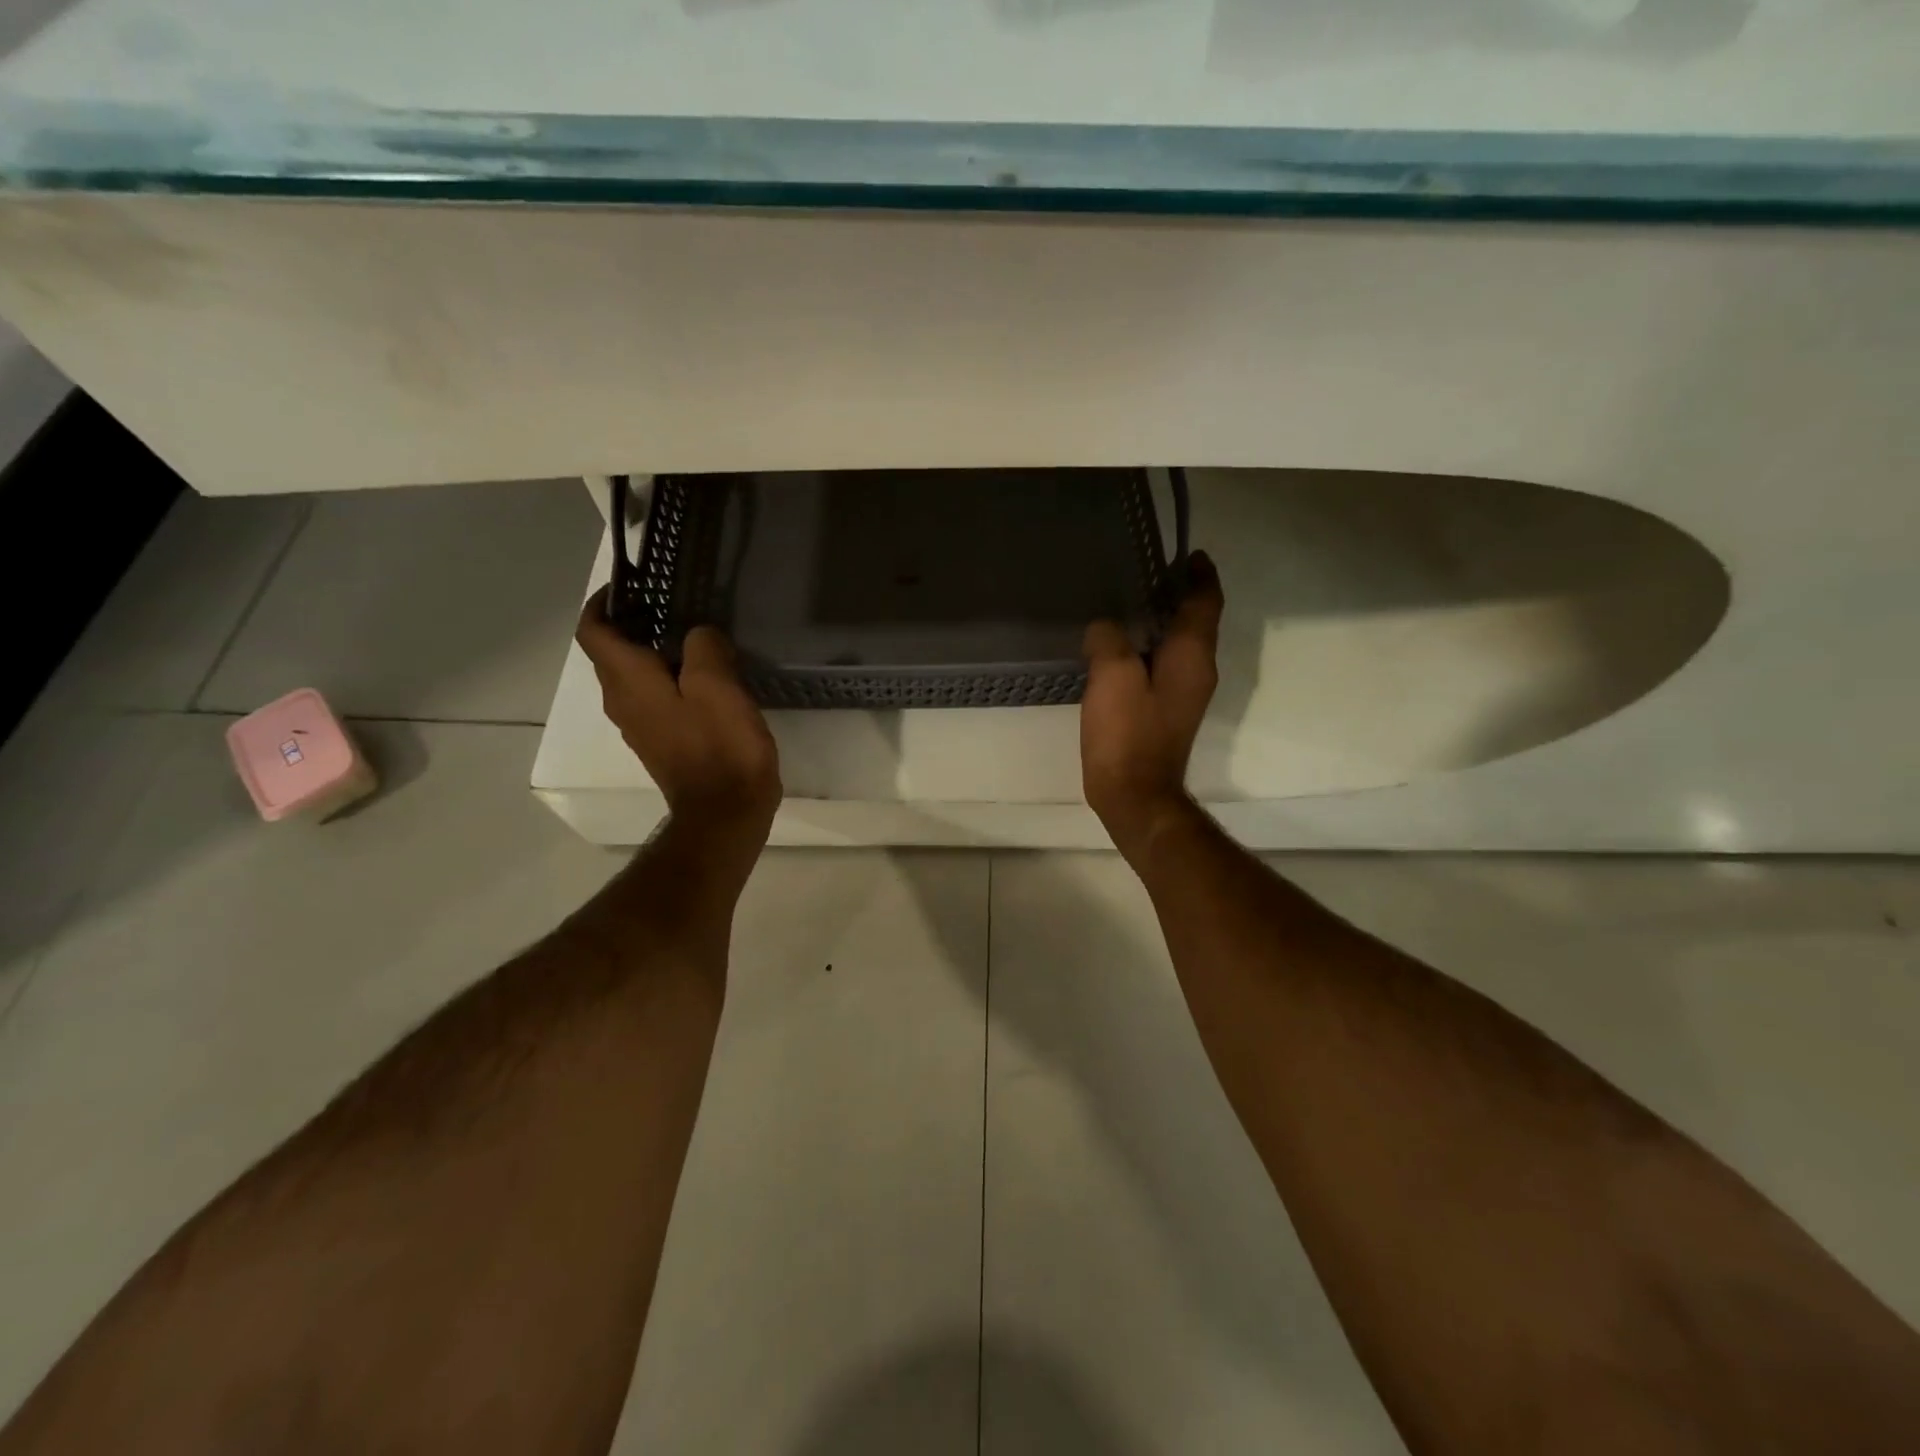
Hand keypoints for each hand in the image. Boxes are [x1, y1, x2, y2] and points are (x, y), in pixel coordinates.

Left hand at [576, 588, 781, 836]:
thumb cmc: (720, 747)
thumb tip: (697, 634)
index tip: (633, 584)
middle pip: (610, 652)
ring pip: (632, 675)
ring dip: (651, 650)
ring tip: (694, 634)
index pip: (592, 631)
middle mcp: (622, 701)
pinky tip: (704, 675)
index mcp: (628, 681)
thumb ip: (703, 648)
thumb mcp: (717, 686)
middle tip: (674, 603)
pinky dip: (666, 676)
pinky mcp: (661, 742)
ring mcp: (640, 725)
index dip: (603, 602)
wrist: (725, 812)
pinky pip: (652, 697)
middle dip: (633, 622)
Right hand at [1081, 552, 1223, 862]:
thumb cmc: (1128, 733)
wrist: (1135, 795)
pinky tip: (1118, 648)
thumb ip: (1109, 639)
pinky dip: (1148, 648)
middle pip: (1196, 622)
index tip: (1188, 554)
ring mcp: (1184, 694)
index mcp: (1192, 656)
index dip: (1200, 576)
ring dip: (1162, 621)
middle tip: (1147, 573)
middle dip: (1179, 595)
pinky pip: (1162, 666)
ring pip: (1179, 645)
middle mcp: (1198, 671)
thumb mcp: (1112, 676)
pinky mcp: (1166, 712)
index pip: (1206, 603)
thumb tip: (1106, 627)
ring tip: (1128, 604)